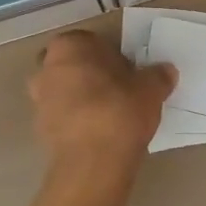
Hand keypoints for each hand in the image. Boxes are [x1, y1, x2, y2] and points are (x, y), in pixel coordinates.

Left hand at [28, 31, 172, 183]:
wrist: (92, 163)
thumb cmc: (119, 110)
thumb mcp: (150, 88)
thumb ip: (157, 75)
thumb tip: (166, 71)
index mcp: (69, 46)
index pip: (89, 41)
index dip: (109, 55)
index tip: (127, 71)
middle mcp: (46, 68)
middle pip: (73, 66)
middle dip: (91, 75)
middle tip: (119, 90)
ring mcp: (39, 101)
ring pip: (64, 92)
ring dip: (82, 99)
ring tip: (111, 115)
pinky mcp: (40, 131)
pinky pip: (63, 118)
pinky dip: (77, 122)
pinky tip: (99, 134)